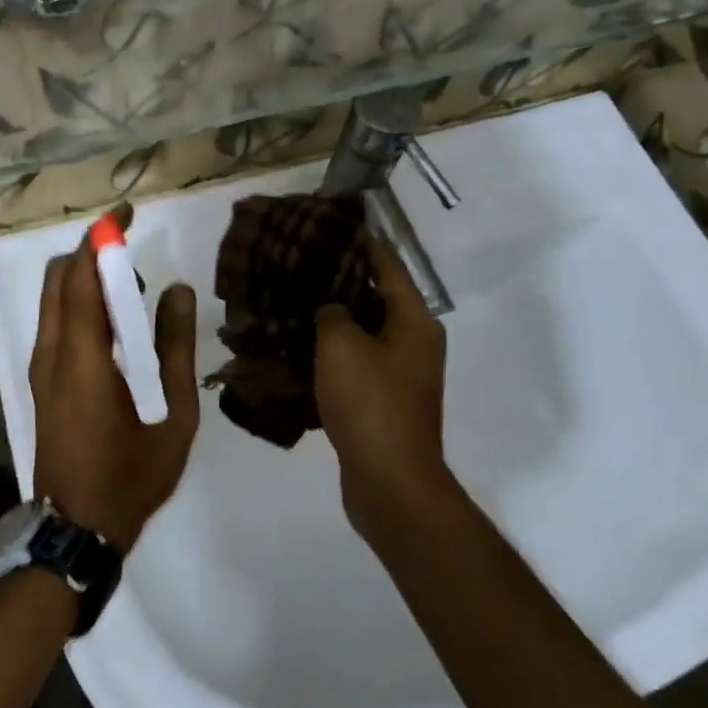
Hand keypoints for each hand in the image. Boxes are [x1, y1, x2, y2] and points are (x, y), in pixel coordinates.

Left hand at [29, 233, 200, 552]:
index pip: (80, 276)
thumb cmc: (130, 477)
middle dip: (92, 254)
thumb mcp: (173, 416)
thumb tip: (178, 292)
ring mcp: (41, 368)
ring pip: (53, 300)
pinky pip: (56, 322)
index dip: (100, 237)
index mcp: (82, 358)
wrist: (74, 531)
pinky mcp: (42, 381)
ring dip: (85, 281)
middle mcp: (52, 353)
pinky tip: (116, 327)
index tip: (127, 213)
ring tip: (132, 298)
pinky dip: (80, 304)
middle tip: (136, 263)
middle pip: (59, 278)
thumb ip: (177, 349)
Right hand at [314, 238, 450, 540]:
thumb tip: (331, 307)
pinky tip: (298, 345)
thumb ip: (332, 312)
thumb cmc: (370, 403)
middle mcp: (414, 341)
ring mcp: (401, 373)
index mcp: (414, 320)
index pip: (388, 265)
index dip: (360, 242)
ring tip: (293, 299)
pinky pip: (356, 362)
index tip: (329, 225)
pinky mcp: (383, 400)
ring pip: (363, 331)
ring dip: (333, 318)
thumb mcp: (342, 345)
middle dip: (340, 280)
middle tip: (300, 263)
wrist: (390, 482)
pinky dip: (332, 352)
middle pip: (376, 297)